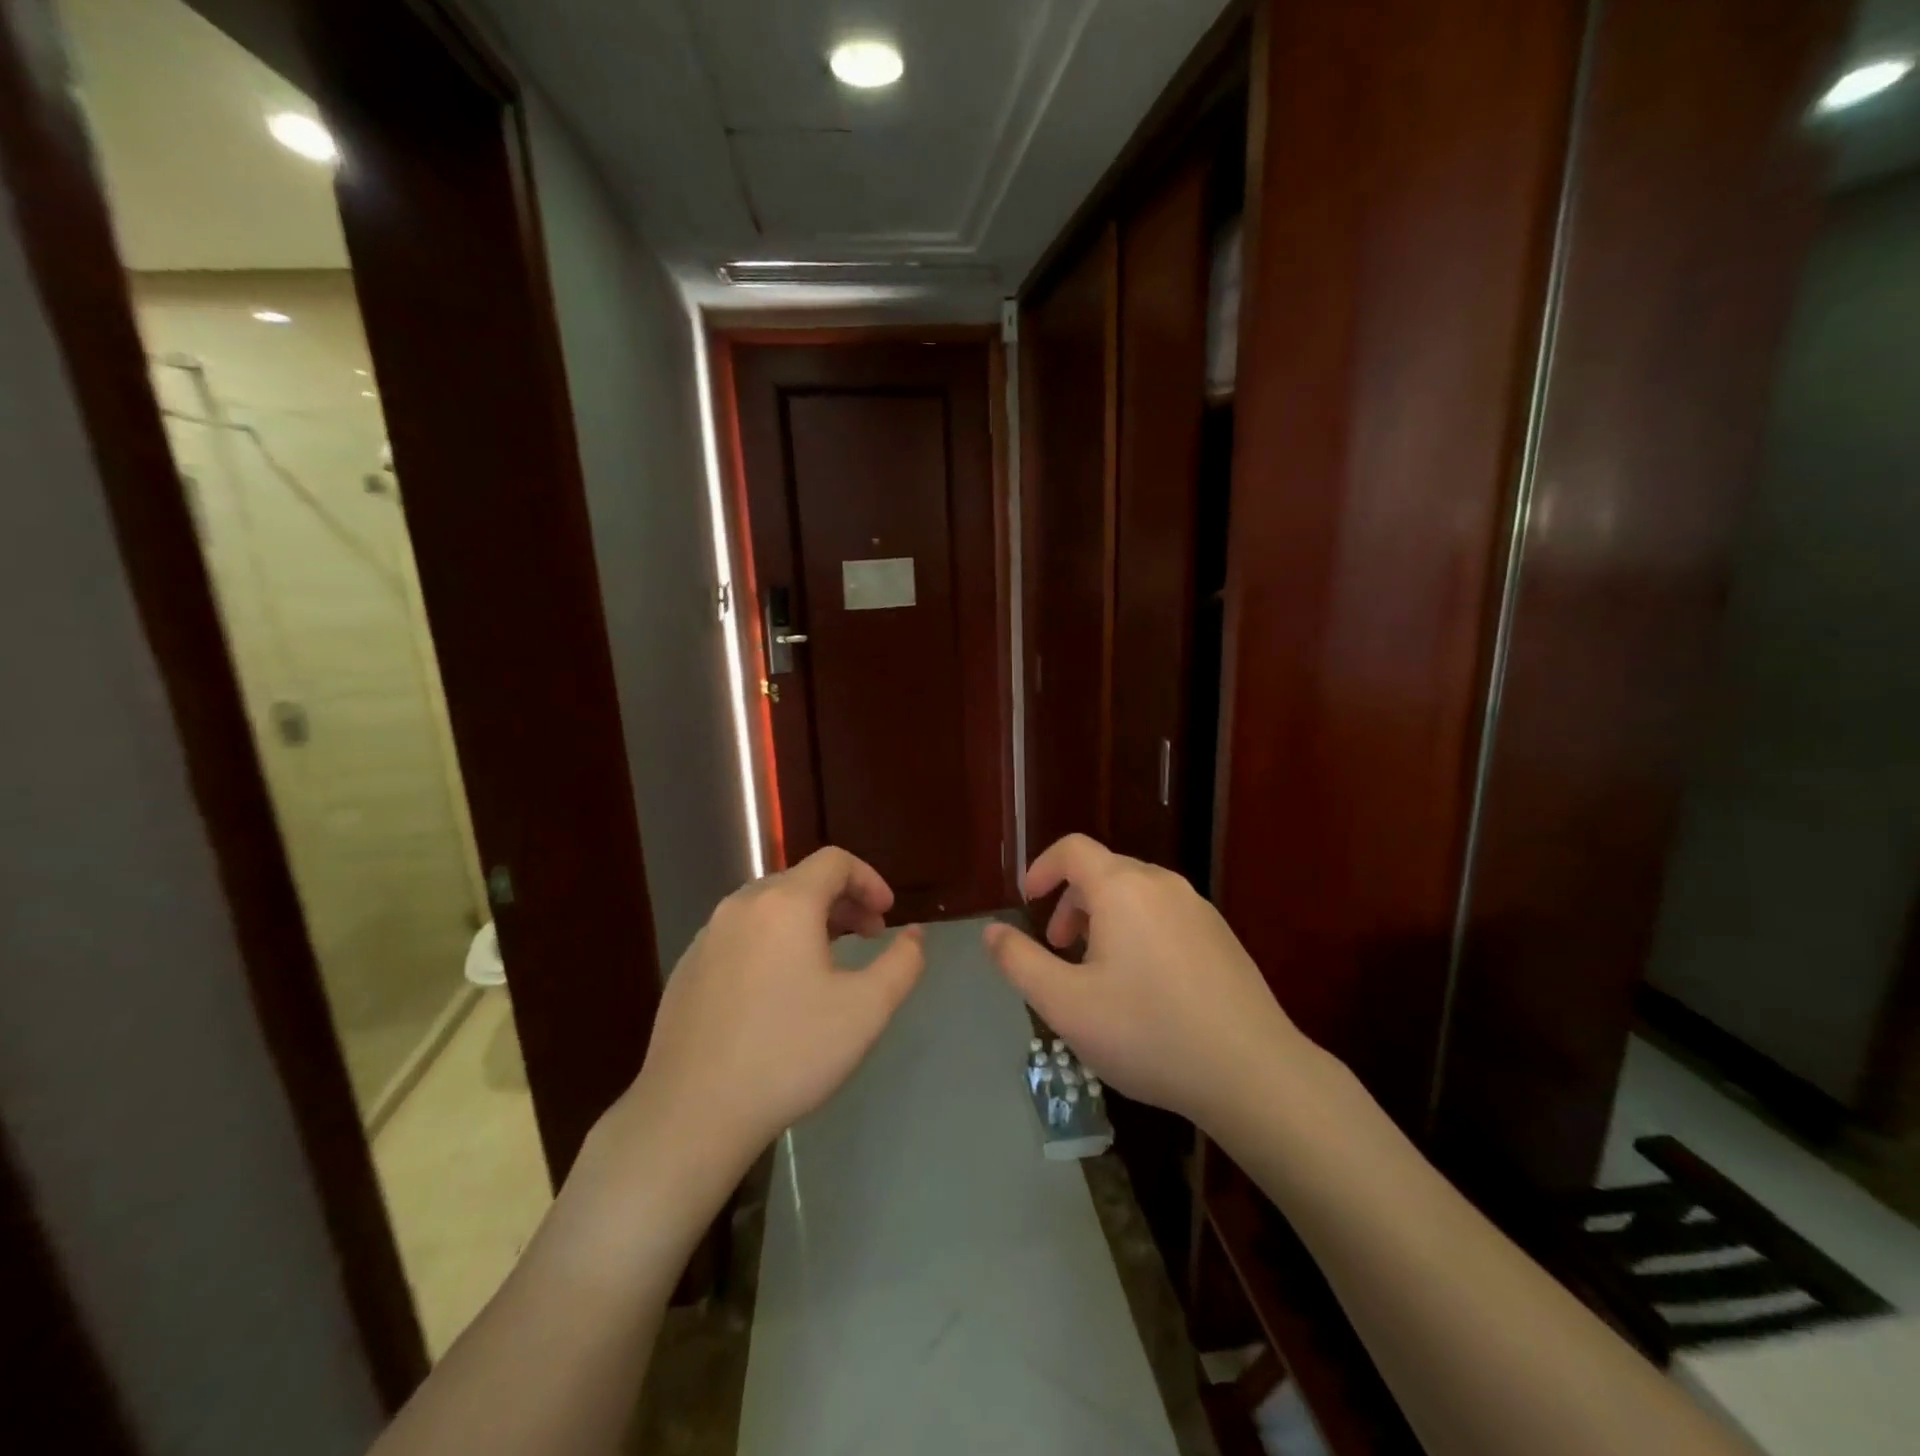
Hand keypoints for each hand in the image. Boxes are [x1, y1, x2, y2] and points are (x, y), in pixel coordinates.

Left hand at [625, 847, 925, 1178]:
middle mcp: (742, 906)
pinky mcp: (687, 968)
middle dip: (843, 901)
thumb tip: (914, 934)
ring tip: (828, 962)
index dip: (869, 880)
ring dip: (808, 921)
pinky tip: (779, 991)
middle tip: (868, 937)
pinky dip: (773, 942)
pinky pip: (741, 936)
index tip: (887, 916)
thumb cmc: (789, 1053)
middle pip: (801, 881)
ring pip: (769, 908)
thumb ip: (902, 963)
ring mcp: (708, 936)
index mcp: (785, 903)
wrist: (691, 1112)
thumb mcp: (866, 1010)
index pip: (835, 862)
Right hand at [983, 834, 1306, 1128]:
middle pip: (1104, 871)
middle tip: (1059, 950)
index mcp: (1122, 888)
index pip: (1072, 849)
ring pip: (1136, 894)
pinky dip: (1138, 930)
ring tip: (1098, 972)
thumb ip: (1020, 962)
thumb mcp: (1066, 1004)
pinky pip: (1165, 915)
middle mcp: (1162, 884)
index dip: (1041, 868)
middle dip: (1071, 902)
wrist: (1252, 1072)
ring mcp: (1198, 908)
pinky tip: (1145, 987)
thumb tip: (991, 931)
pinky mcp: (1221, 936)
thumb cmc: (1148, 1032)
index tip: (1027, 901)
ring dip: (1104, 918)